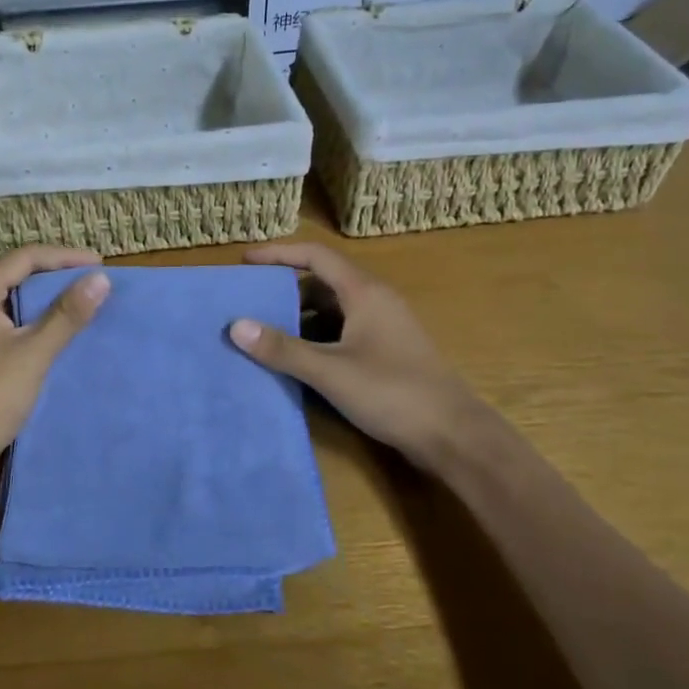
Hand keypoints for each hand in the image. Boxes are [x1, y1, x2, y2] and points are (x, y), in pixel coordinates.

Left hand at [0, 246, 109, 473]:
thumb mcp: (34, 353)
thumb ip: (67, 314)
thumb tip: (101, 279)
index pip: (23, 258)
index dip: (64, 257)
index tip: (101, 265)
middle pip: (14, 273)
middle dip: (55, 274)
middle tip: (93, 279)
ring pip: (10, 298)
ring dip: (44, 297)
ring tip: (81, 299)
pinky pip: (5, 319)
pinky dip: (32, 317)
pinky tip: (54, 328)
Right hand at [229, 242, 477, 468]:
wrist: (453, 435)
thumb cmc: (392, 393)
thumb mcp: (331, 371)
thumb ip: (283, 349)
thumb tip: (236, 325)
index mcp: (365, 293)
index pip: (316, 256)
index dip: (279, 253)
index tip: (245, 260)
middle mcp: (375, 302)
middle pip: (323, 282)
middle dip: (285, 289)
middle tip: (249, 302)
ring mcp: (383, 328)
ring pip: (333, 310)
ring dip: (300, 317)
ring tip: (265, 333)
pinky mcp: (386, 352)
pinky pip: (342, 332)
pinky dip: (316, 338)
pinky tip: (298, 360)